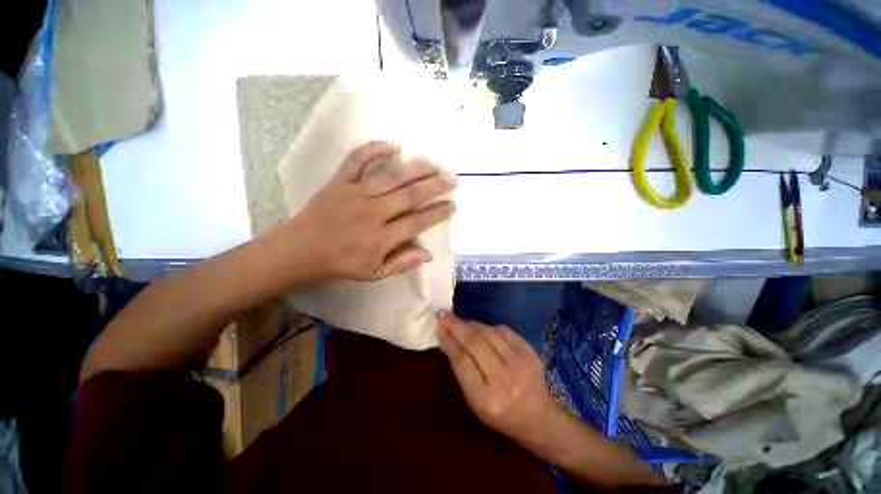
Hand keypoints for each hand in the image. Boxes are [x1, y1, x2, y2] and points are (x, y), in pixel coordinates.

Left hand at [286, 141, 456, 281]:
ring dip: (416, 168)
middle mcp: (372, 213)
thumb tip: (428, 254)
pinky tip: (394, 144)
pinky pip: (357, 160)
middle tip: (452, 179)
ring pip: (391, 176)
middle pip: (410, 195)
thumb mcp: (373, 274)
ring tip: (434, 163)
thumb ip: (401, 263)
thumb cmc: (340, 264)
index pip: (418, 222)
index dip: (438, 212)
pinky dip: (375, 149)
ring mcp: (355, 194)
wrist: (300, 250)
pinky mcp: (340, 181)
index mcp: (381, 238)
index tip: (453, 205)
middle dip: (435, 186)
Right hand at [437, 312, 559, 445]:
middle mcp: (504, 379)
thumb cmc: (499, 413)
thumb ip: (461, 369)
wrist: (537, 417)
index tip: (438, 327)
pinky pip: (503, 330)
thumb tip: (447, 338)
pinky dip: (488, 326)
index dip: (449, 341)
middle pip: (475, 343)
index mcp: (486, 398)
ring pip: (489, 333)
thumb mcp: (474, 400)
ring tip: (459, 321)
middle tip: (443, 315)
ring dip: (470, 324)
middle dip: (456, 326)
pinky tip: (480, 328)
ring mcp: (520, 363)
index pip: (462, 361)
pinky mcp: (529, 351)